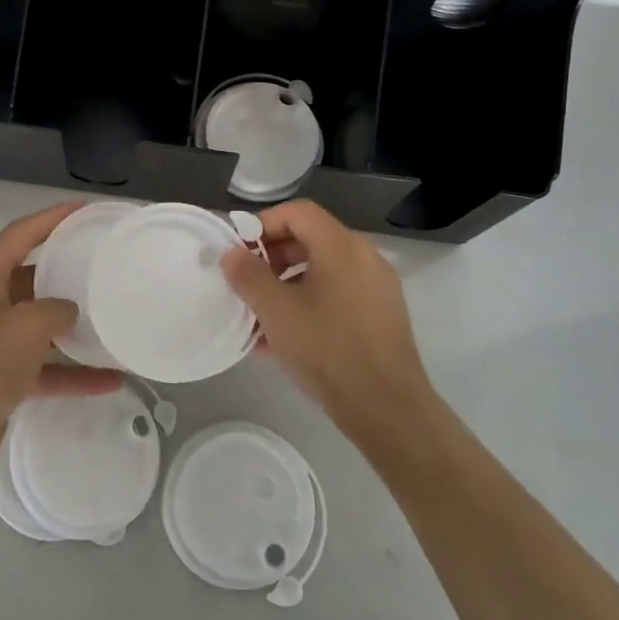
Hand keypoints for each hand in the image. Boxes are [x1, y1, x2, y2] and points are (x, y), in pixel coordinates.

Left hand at [0, 202, 124, 475]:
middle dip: (66, 273)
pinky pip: (43, 368)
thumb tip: (69, 312)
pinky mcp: (0, 378)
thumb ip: (55, 309)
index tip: (85, 210)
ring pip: (39, 326)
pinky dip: (71, 373)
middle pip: (31, 278)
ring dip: (73, 328)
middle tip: (103, 265)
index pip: (20, 234)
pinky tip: (109, 381)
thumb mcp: (26, 325)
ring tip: (112, 320)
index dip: (52, 218)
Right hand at [222, 200, 434, 431]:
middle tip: (247, 284)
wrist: (386, 407)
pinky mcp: (381, 315)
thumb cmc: (327, 349)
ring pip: (322, 270)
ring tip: (260, 317)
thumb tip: (232, 254)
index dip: (263, 224)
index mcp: (341, 246)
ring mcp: (377, 287)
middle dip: (273, 257)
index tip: (240, 252)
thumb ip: (248, 276)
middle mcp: (364, 257)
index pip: (298, 212)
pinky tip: (284, 339)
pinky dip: (309, 303)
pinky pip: (337, 295)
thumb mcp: (276, 311)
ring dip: (287, 284)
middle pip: (311, 238)